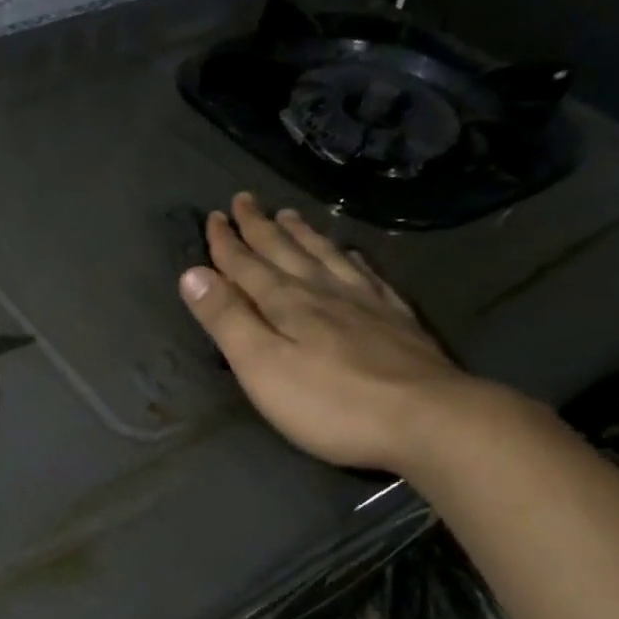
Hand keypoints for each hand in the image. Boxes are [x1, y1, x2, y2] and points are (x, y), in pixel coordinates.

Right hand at [178, 193, 491, 473]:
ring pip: (324, 257)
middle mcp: (323, 292)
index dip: (226, 243)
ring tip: (288, 214)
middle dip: (260, 227)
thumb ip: (227, 319)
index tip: (213, 216)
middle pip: (285, 252)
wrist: (427, 419)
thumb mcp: (262, 366)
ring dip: (301, 235)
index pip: (247, 265)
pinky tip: (349, 253)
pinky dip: (349, 258)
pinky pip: (365, 275)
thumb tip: (191, 273)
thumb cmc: (330, 402)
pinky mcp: (396, 320)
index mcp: (286, 303)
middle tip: (244, 199)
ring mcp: (364, 303)